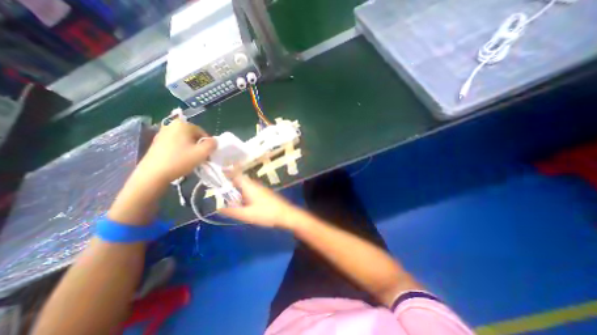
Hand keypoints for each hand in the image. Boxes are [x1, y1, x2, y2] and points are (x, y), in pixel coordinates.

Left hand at [134, 119, 215, 184]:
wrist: (153, 174)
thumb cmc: (180, 160)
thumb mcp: (202, 153)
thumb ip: (212, 144)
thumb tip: (214, 141)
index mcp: (183, 124)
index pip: (203, 132)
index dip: (207, 144)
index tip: (207, 154)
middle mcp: (172, 125)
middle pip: (193, 135)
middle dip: (198, 145)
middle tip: (199, 157)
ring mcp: (162, 133)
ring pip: (184, 140)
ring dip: (190, 148)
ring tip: (190, 159)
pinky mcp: (157, 142)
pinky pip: (175, 143)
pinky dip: (180, 150)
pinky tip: (180, 159)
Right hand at [219, 176, 303, 229]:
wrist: (285, 214)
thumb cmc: (266, 213)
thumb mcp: (247, 214)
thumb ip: (232, 211)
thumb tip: (219, 208)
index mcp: (249, 186)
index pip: (236, 175)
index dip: (227, 173)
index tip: (218, 173)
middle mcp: (255, 184)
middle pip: (240, 180)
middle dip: (230, 184)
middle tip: (220, 191)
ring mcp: (261, 188)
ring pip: (245, 185)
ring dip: (237, 190)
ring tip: (229, 198)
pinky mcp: (264, 193)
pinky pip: (251, 189)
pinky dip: (243, 193)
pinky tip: (242, 202)